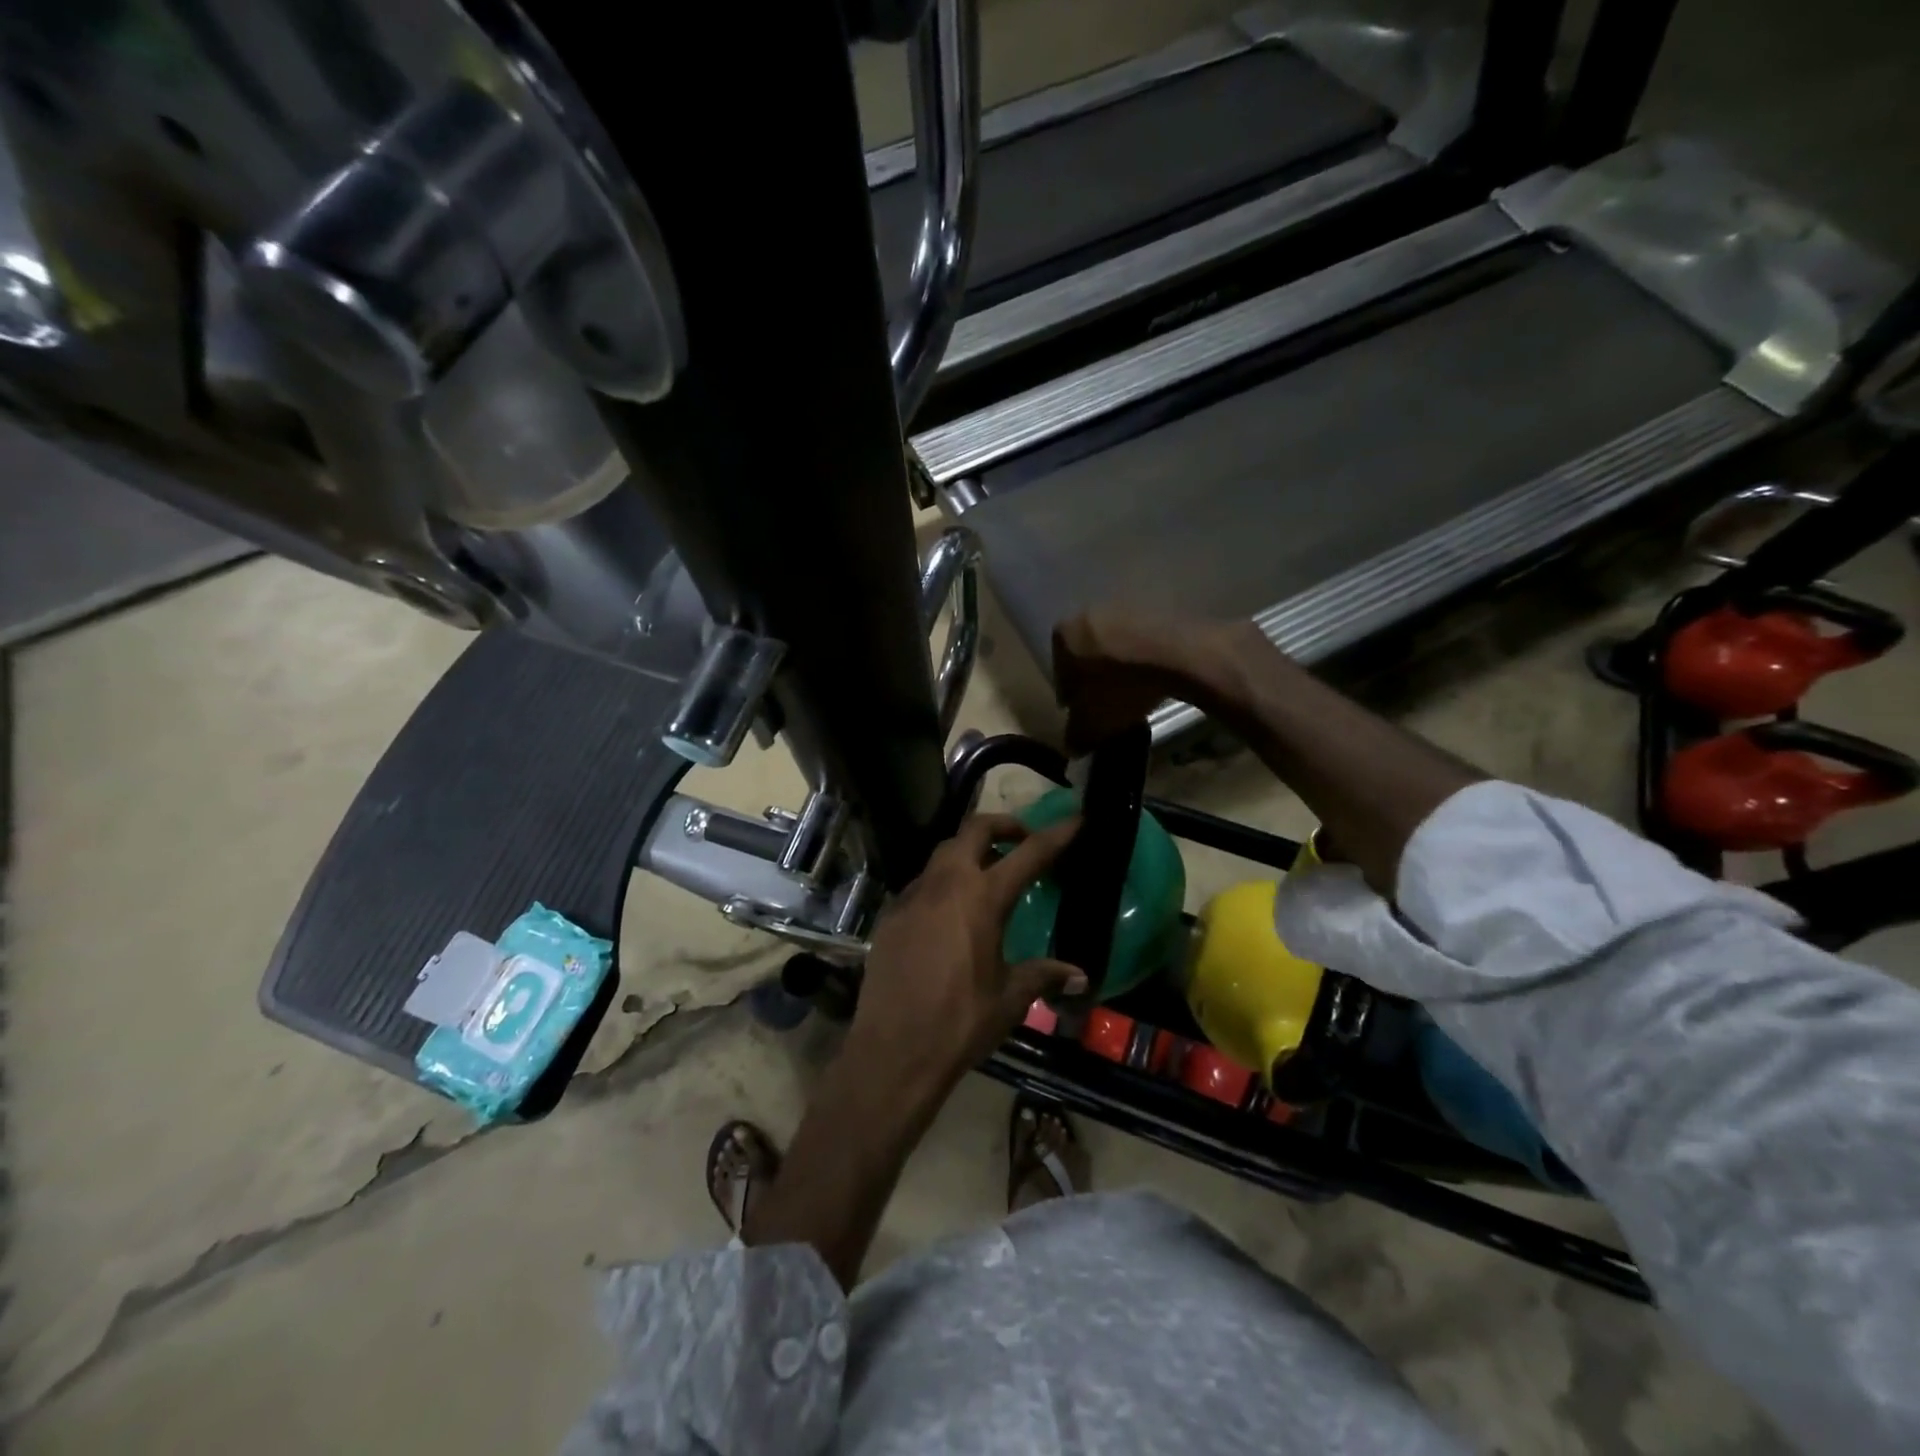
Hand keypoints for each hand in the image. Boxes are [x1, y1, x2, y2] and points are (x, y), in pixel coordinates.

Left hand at [849, 813, 1084, 1097]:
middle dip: (1003, 825)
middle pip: (974, 830)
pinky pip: (922, 884)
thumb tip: (1079, 975)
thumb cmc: (960, 1023)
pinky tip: (949, 914)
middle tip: (1022, 840)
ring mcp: (912, 896)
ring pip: (943, 853)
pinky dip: (942, 883)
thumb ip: (1043, 976)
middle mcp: (945, 884)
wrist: (893, 1050)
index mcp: (982, 898)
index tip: (1075, 820)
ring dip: (969, 852)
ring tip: (987, 875)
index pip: (1028, 854)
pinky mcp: (890, 915)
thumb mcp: (1010, 999)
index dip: (1055, 835)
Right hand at [1052, 609, 1267, 751]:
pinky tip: (1157, 677)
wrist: (1178, 655)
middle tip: (1111, 704)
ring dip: (1122, 666)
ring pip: (1117, 644)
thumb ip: (1076, 736)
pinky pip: (1144, 638)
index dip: (1072, 698)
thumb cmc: (1121, 688)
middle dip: (1096, 677)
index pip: (1060, 673)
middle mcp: (1088, 613)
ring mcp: (1125, 605)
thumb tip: (1072, 745)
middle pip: (1088, 654)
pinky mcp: (1158, 606)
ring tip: (1136, 692)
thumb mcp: (1092, 724)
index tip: (1085, 715)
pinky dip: (1146, 656)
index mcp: (1063, 637)